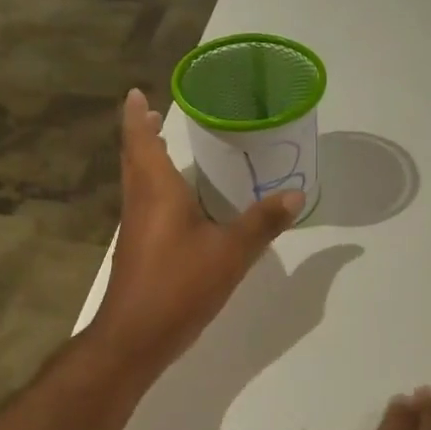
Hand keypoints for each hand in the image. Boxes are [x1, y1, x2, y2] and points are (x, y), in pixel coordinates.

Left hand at [93, 88, 303, 372]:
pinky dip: (156, 189)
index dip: (136, 115)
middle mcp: (140, 202)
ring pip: (137, 182)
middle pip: (134, 158)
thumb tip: (296, 195)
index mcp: (157, 191)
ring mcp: (135, 228)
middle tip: (155, 114)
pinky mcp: (138, 250)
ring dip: (147, 160)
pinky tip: (179, 203)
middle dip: (142, 134)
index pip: (140, 141)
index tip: (137, 93)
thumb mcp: (231, 253)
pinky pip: (145, 205)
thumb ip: (262, 223)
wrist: (136, 336)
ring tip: (166, 147)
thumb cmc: (180, 285)